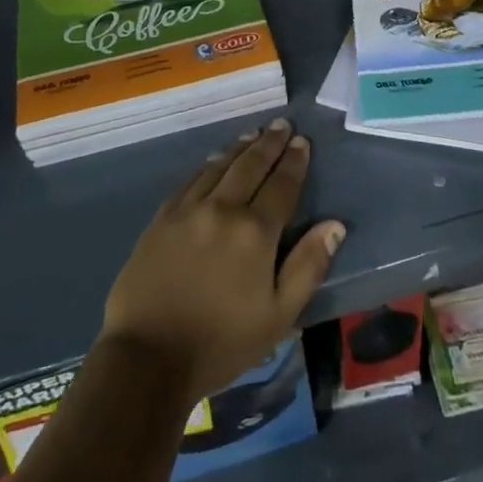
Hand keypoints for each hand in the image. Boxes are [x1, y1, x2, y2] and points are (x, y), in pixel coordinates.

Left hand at [101, 120, 345, 406]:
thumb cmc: (221, 342)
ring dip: (239, 148)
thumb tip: (335, 225)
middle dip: (269, 144)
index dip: (294, 162)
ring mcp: (187, 210)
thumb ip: (308, 265)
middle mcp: (222, 209)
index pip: (282, 186)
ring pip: (219, 167)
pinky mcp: (161, 219)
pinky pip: (190, 180)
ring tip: (253, 134)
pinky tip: (213, 161)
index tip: (302, 142)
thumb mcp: (279, 316)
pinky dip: (207, 165)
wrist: (148, 356)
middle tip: (281, 125)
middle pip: (250, 166)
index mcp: (255, 232)